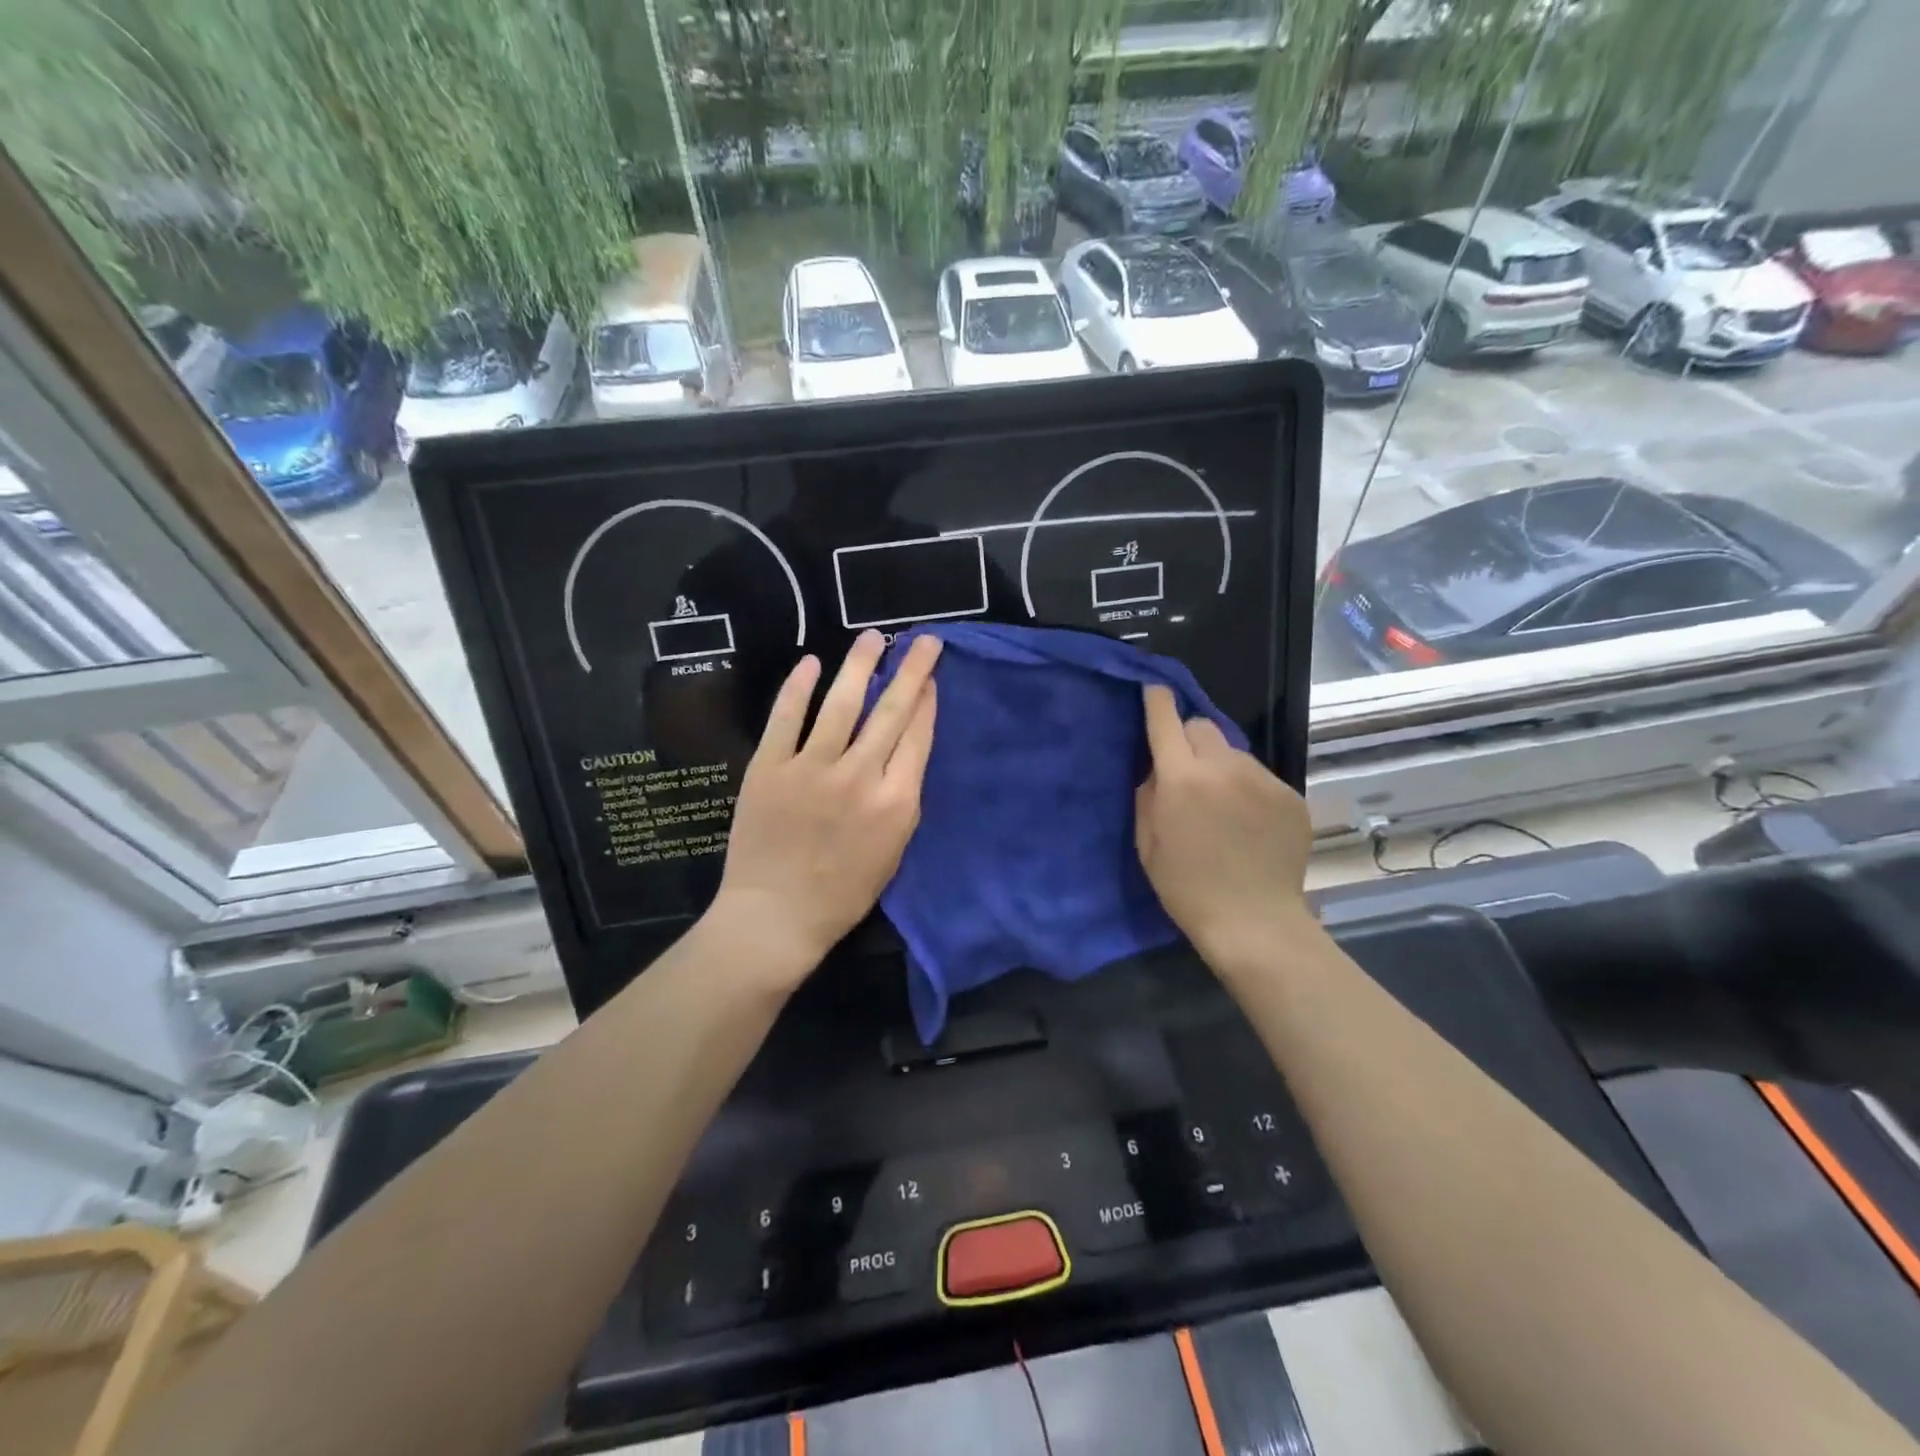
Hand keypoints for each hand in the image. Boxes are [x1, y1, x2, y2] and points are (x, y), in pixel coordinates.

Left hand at [711, 630, 940, 981]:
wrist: (776, 916)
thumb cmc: (843, 892)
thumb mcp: (893, 851)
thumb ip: (903, 798)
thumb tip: (906, 750)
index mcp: (895, 801)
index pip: (917, 736)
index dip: (927, 700)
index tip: (931, 677)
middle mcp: (859, 776)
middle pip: (891, 710)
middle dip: (911, 670)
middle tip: (923, 639)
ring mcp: (812, 768)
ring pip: (842, 704)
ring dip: (860, 665)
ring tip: (874, 637)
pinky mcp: (770, 768)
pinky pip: (786, 718)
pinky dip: (798, 687)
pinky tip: (812, 662)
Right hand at [1135, 685, 1312, 970]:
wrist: (1254, 921)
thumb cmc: (1186, 887)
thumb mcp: (1147, 842)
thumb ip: (1148, 794)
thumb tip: (1157, 768)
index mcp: (1182, 778)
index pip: (1166, 720)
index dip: (1157, 701)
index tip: (1154, 691)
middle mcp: (1224, 768)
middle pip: (1202, 726)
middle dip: (1188, 739)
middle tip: (1187, 772)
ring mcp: (1263, 780)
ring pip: (1233, 752)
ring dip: (1220, 766)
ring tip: (1222, 805)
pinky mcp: (1290, 795)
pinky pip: (1260, 777)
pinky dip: (1248, 789)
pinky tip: (1248, 823)